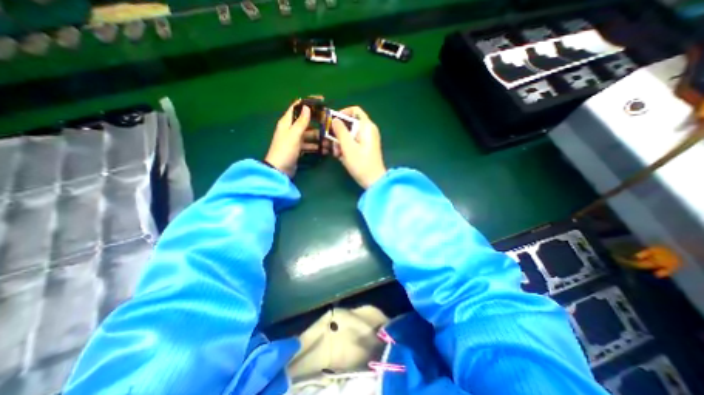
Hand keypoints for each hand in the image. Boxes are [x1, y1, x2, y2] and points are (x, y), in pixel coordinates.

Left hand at [267, 100, 330, 176]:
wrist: (279, 170)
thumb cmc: (285, 150)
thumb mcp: (294, 135)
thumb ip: (301, 122)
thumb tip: (307, 107)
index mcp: (287, 122)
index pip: (297, 107)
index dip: (308, 103)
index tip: (321, 100)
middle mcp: (290, 129)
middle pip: (305, 122)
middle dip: (317, 122)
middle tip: (329, 123)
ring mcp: (295, 140)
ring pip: (309, 134)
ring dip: (318, 137)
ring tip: (329, 139)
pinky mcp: (298, 149)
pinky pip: (308, 144)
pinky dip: (315, 146)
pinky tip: (324, 149)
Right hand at [333, 106, 387, 188]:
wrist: (373, 181)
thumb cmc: (361, 163)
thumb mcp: (348, 146)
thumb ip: (340, 131)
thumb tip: (335, 119)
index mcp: (367, 126)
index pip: (355, 111)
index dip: (342, 113)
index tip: (332, 122)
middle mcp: (368, 131)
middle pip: (350, 124)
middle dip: (338, 133)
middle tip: (331, 143)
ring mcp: (367, 140)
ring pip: (350, 135)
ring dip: (340, 142)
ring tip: (336, 154)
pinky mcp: (365, 149)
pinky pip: (353, 143)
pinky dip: (346, 148)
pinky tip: (341, 157)